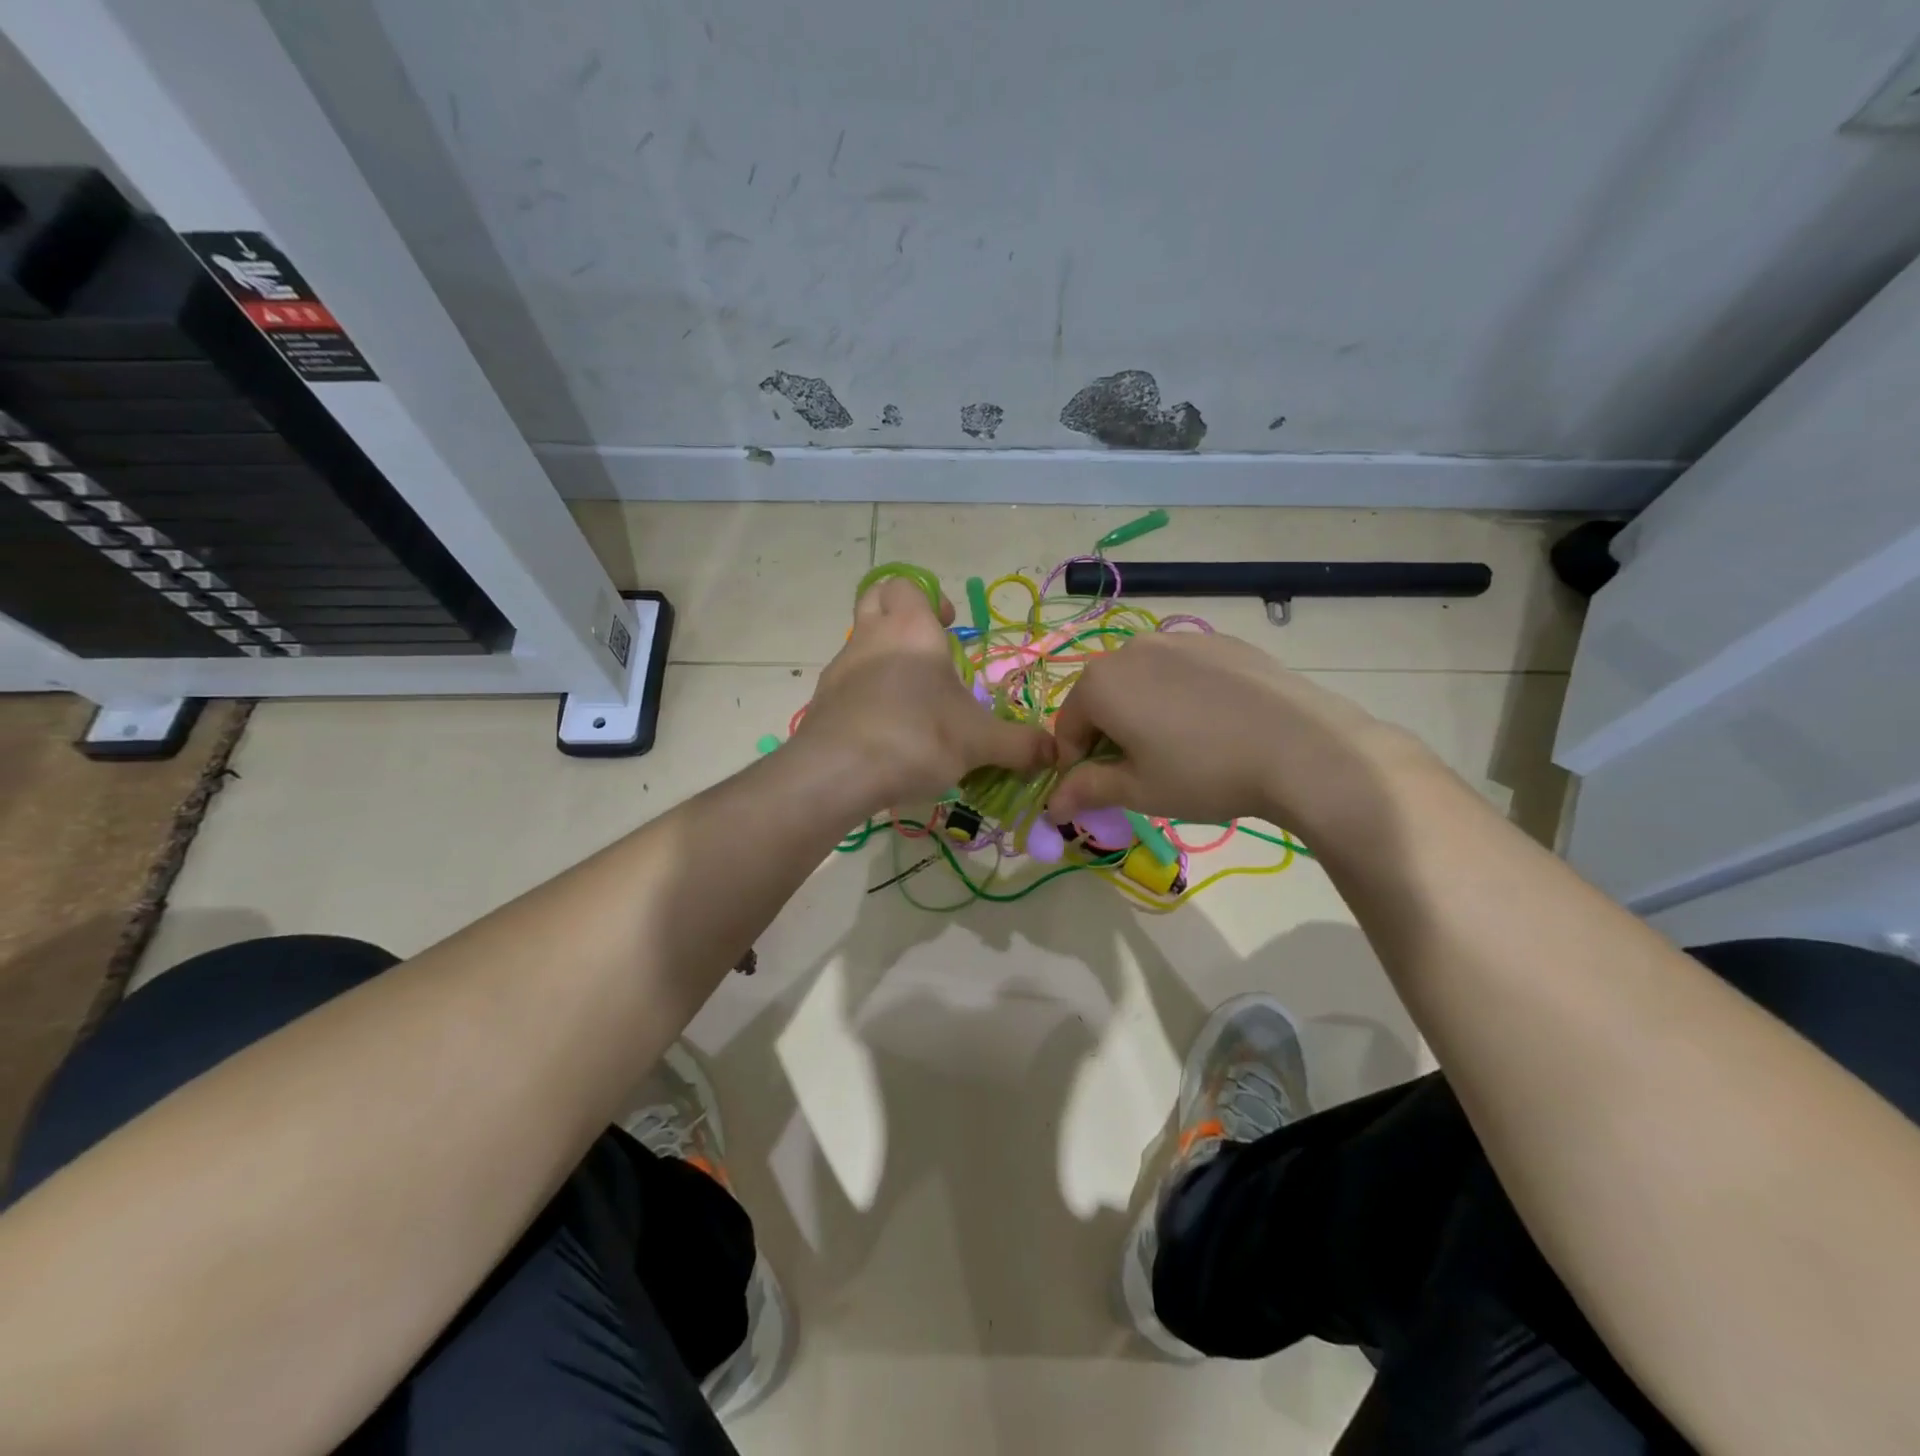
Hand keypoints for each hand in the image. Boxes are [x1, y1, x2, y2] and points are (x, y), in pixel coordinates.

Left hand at [794, 577, 1053, 817]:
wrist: (838, 773)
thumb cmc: (917, 737)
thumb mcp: (980, 743)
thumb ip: (1019, 746)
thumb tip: (1053, 754)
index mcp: (911, 629)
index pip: (908, 584)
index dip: (929, 598)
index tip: (949, 626)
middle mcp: (870, 638)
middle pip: (874, 599)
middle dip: (899, 614)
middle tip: (926, 649)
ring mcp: (840, 670)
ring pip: (859, 645)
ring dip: (883, 659)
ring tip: (912, 700)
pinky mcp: (822, 702)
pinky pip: (847, 685)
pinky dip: (865, 696)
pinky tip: (886, 731)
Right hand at [1046, 630, 1422, 834]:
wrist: (1302, 747)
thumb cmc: (1204, 773)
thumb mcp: (1139, 791)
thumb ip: (1087, 791)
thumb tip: (1051, 806)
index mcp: (1100, 684)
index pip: (1068, 728)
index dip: (1078, 763)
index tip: (1104, 789)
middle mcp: (1131, 649)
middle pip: (1103, 698)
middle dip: (1111, 733)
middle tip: (1145, 770)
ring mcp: (1179, 639)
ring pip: (1143, 680)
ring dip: (1145, 711)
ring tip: (1184, 746)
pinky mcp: (1220, 641)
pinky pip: (1182, 670)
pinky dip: (1183, 694)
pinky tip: (1216, 724)